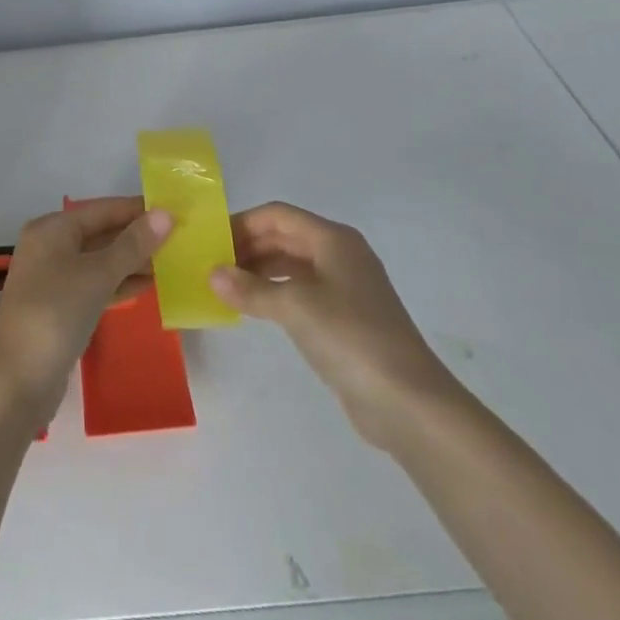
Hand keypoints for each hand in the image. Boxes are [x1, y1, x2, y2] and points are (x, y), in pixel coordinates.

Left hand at [0, 198, 172, 425]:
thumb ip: (132, 245)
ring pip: (99, 261)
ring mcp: (53, 279)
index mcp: (52, 229)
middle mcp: (50, 247)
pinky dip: (119, 284)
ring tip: (173, 260)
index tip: (176, 210)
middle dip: (137, 236)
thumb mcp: (97, 274)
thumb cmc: (55, 313)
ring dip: (132, 261)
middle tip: (180, 237)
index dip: (137, 209)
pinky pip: (95, 286)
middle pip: (100, 233)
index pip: (102, 209)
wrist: (16, 379)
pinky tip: (149, 286)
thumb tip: (164, 214)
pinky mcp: (60, 309)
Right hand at [211, 202, 464, 448]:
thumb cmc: (351, 338)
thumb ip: (250, 289)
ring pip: (292, 265)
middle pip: (285, 237)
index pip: (278, 215)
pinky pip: (301, 292)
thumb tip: (212, 274)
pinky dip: (274, 293)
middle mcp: (340, 255)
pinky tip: (253, 307)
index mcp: (333, 240)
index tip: (210, 240)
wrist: (410, 403)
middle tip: (212, 264)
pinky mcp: (346, 318)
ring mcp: (345, 288)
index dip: (242, 223)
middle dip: (248, 246)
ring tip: (226, 285)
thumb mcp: (294, 308)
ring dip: (259, 270)